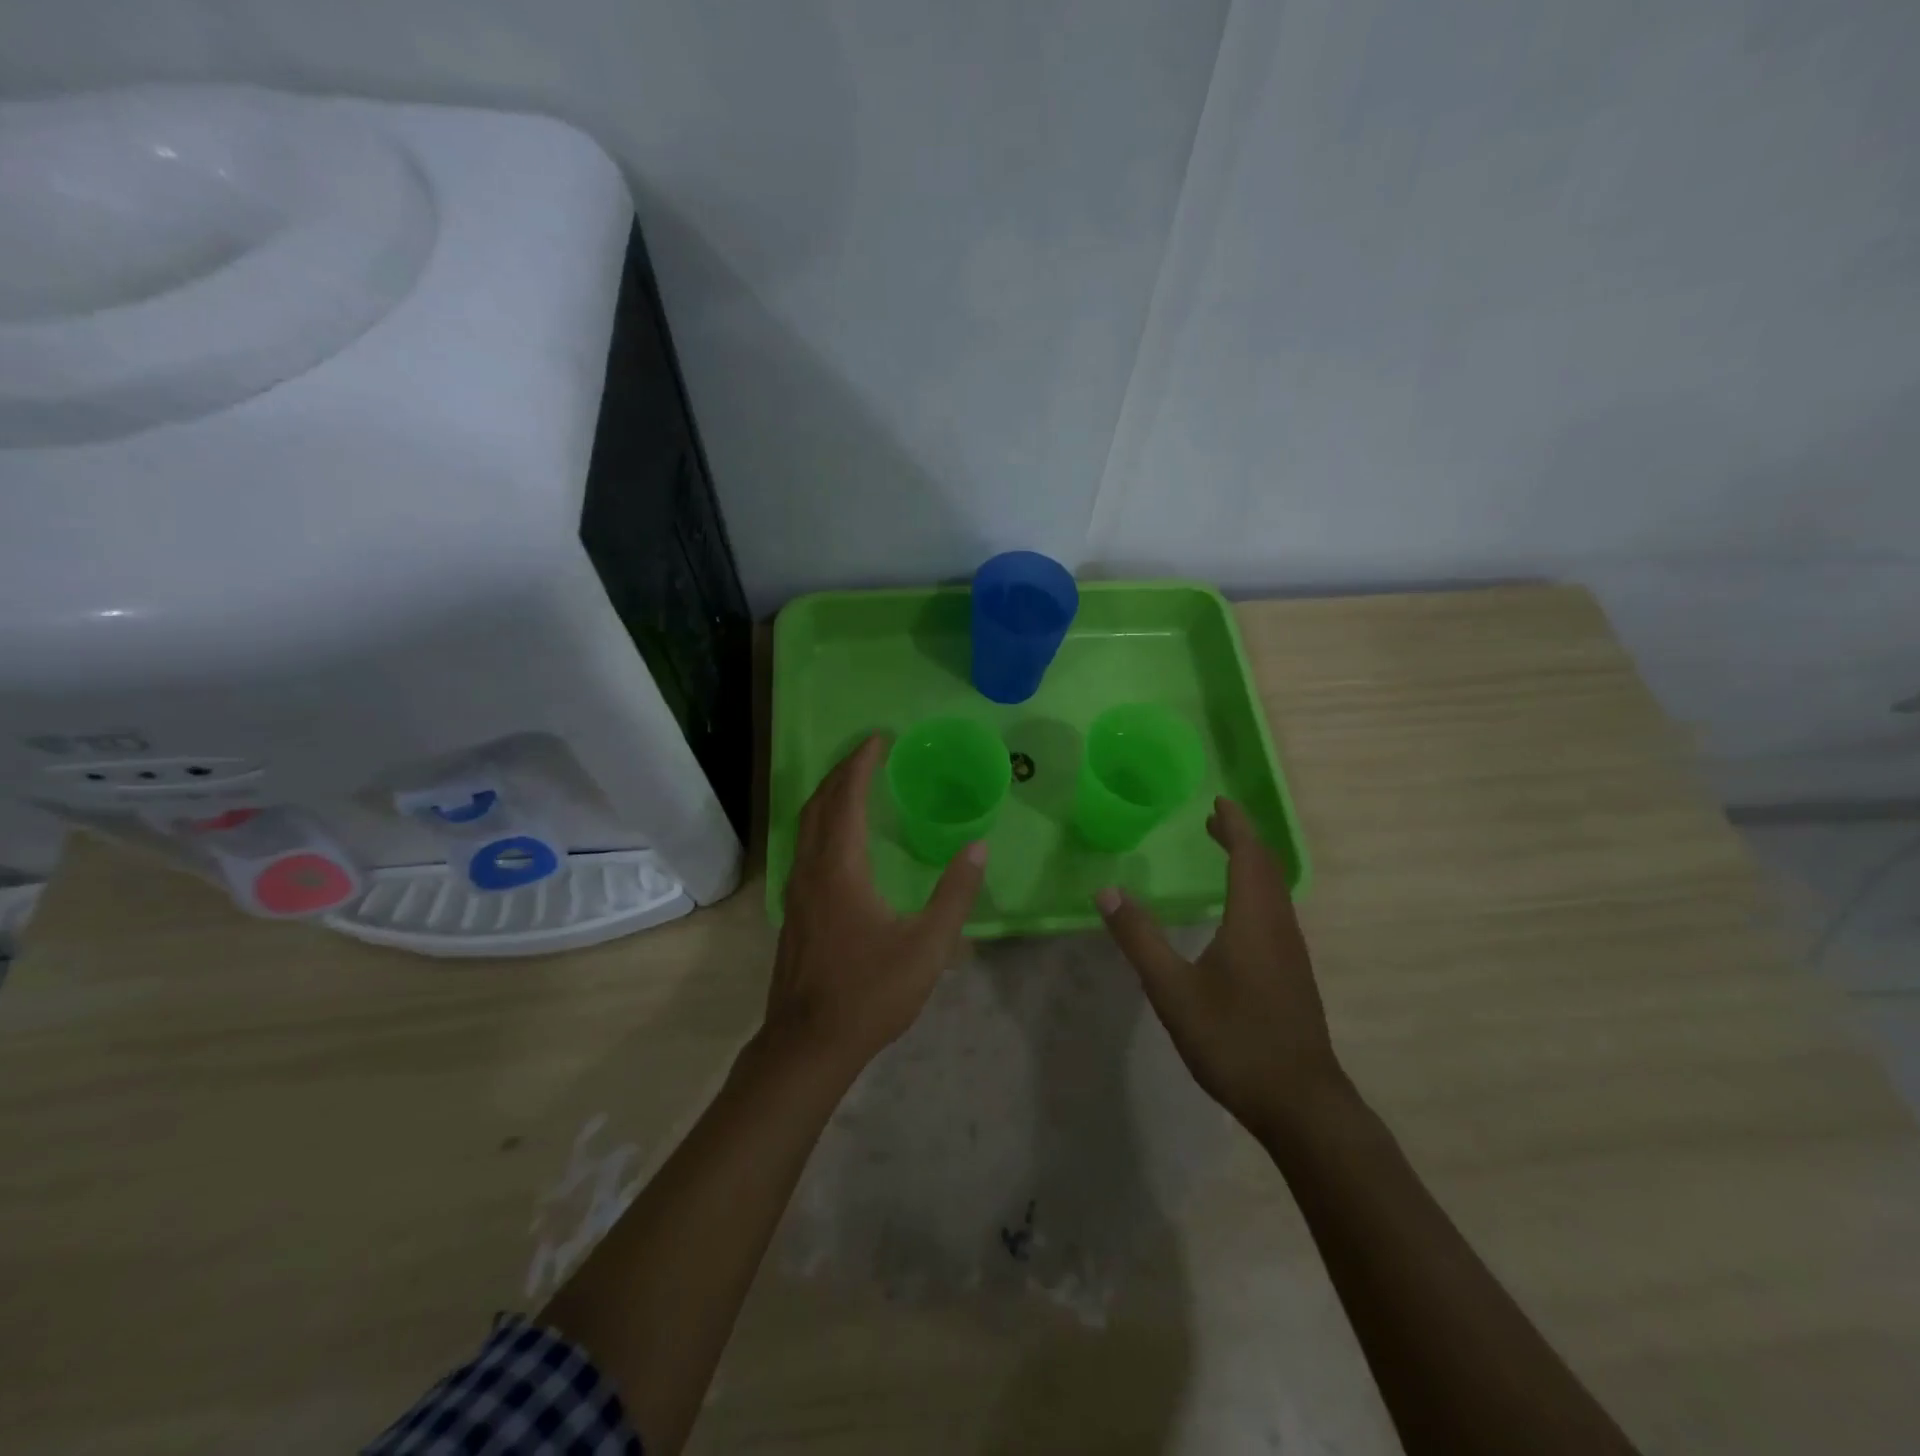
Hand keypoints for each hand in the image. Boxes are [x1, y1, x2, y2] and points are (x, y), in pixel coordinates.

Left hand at [766, 734, 986, 1077]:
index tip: (879, 738)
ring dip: (828, 796)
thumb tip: (978, 846)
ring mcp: (796, 891)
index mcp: (840, 869)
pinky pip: (805, 847)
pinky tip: (840, 839)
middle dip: (841, 772)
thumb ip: (955, 893)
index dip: (861, 764)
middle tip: (868, 753)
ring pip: (806, 826)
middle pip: (819, 804)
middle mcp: (810, 870)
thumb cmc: (870, 992)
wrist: (808, 1044)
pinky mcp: (794, 911)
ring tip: (854, 783)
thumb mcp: (927, 946)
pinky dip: (822, 823)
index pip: (846, 798)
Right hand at [1096, 797, 1344, 1140]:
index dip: (1234, 825)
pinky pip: (1275, 914)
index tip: (1218, 801)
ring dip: (1251, 865)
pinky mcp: (1293, 976)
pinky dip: (1256, 892)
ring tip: (1225, 856)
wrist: (1300, 1103)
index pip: (1248, 855)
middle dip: (1242, 839)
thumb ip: (1139, 938)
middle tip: (1214, 822)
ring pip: (1274, 892)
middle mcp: (1279, 927)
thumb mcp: (1173, 990)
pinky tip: (1238, 916)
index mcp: (1253, 920)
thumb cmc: (1234, 1040)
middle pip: (1266, 868)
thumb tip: (1107, 891)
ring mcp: (1291, 953)